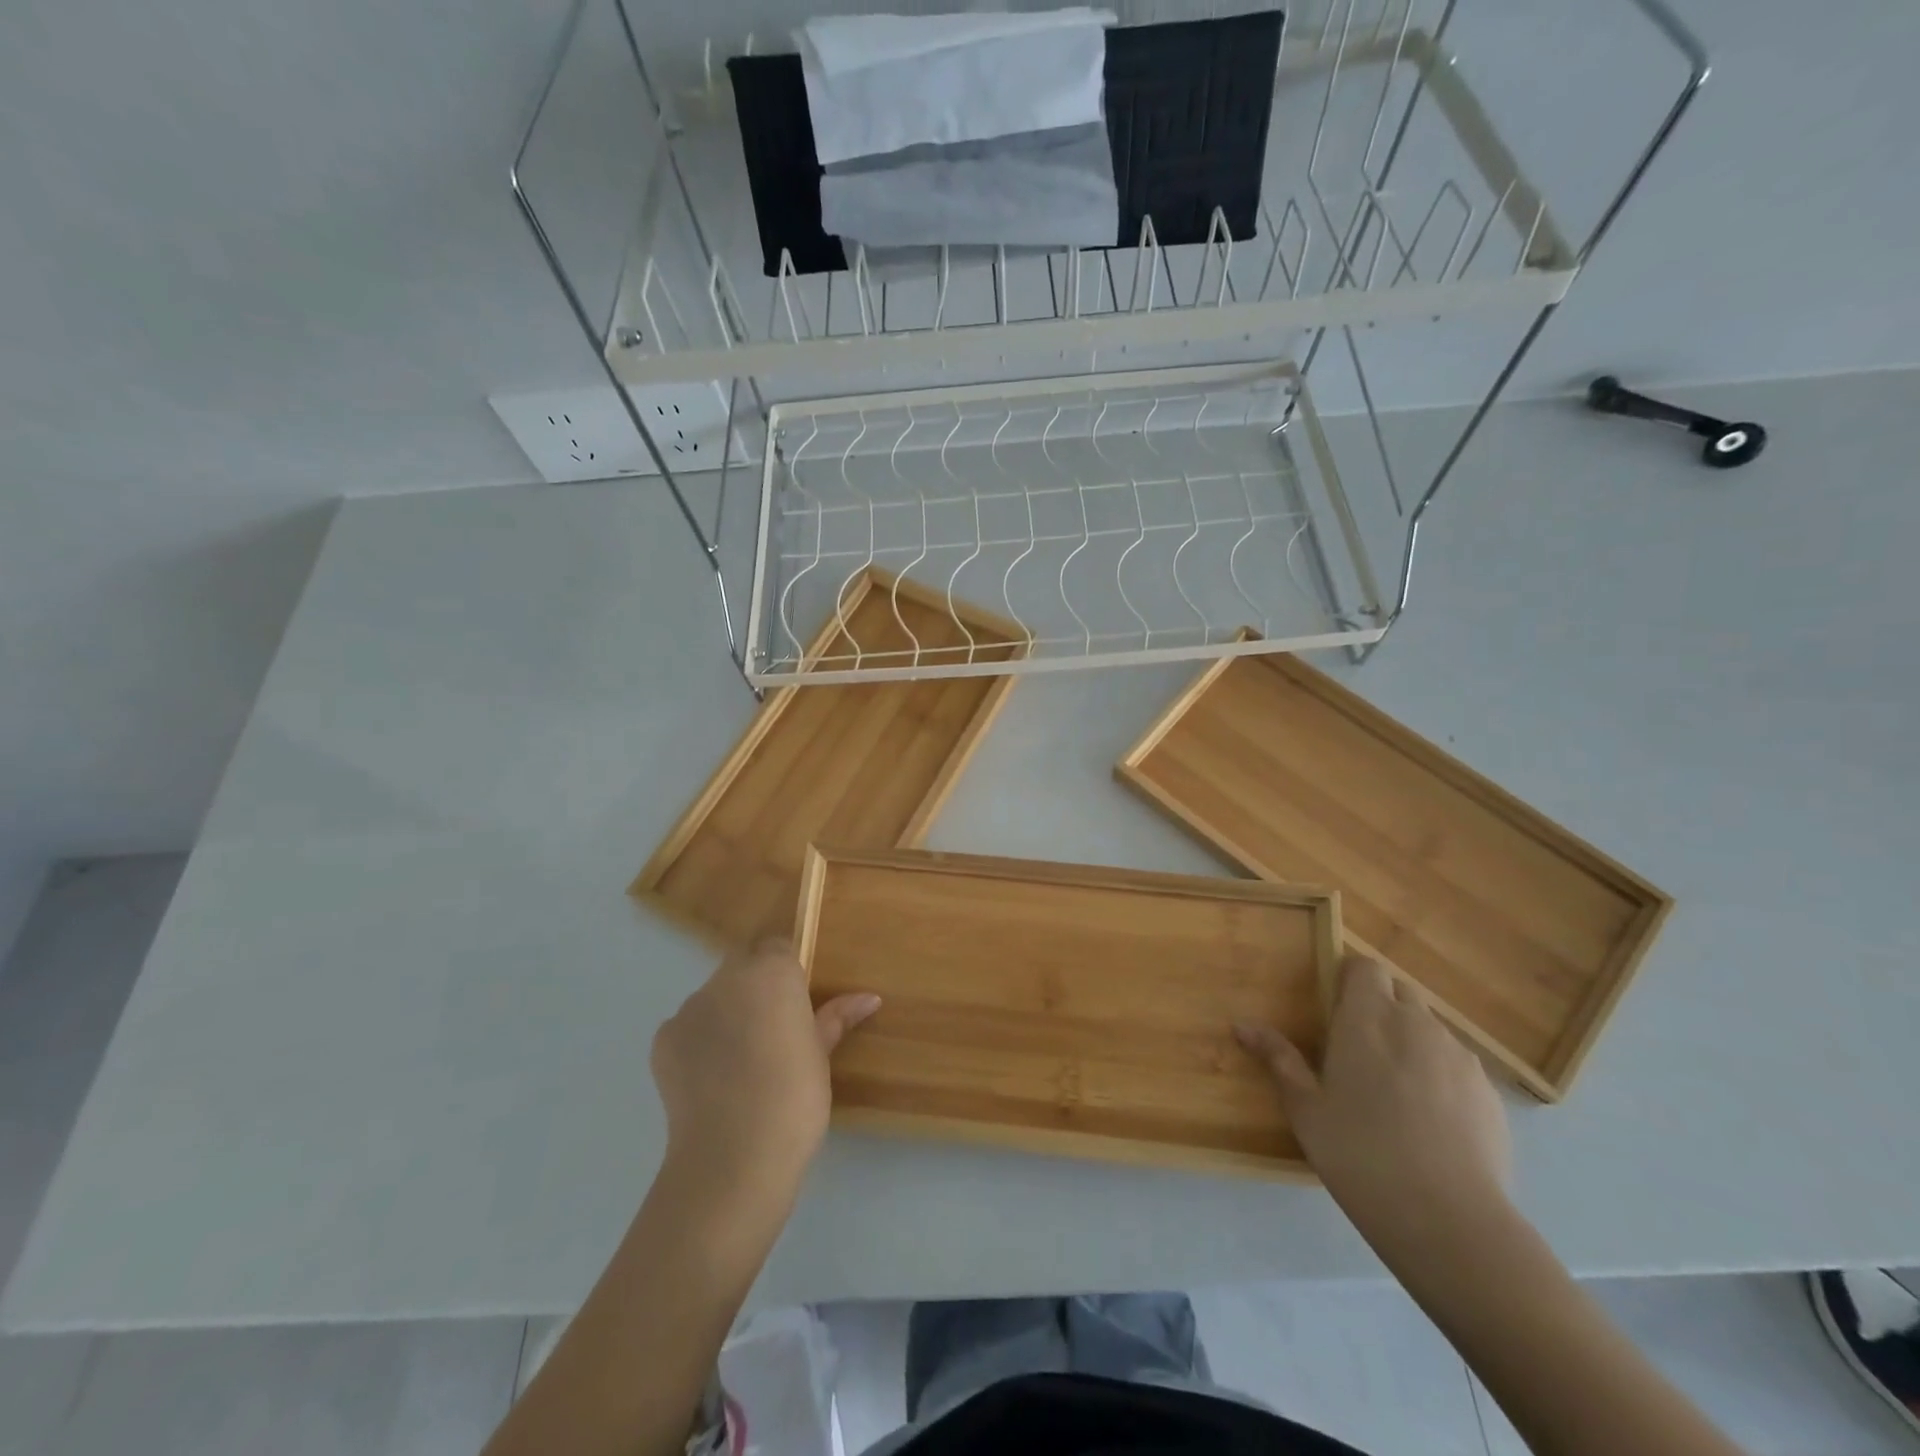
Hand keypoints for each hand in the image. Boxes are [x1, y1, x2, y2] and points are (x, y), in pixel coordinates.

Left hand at [650, 940, 878, 1214]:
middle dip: (755, 989)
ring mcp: (690, 1007)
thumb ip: (837, 1018)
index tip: (795, 1007)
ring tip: (742, 1064)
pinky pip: (688, 1028)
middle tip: (773, 1033)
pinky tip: (713, 1080)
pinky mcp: (663, 1039)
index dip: (786, 975)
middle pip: (742, 967)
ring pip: (713, 998)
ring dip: (727, 1015)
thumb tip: (870, 998)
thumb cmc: (794, 1098)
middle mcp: (728, 978)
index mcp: (772, 972)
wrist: (733, 1157)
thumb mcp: (821, 1056)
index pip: (777, 949)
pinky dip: (700, 1043)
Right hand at [1236, 956, 1511, 1249]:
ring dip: (1410, 1041)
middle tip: (1357, 1048)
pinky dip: (1440, 1076)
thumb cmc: (1360, 1154)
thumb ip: (1278, 1059)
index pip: (1365, 967)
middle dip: (1379, 1006)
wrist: (1451, 1221)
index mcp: (1368, 1019)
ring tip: (1394, 1089)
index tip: (1334, 1007)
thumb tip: (1242, 1026)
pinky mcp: (1489, 1093)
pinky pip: (1457, 1066)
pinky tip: (1430, 1122)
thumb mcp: (1306, 1109)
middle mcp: (1416, 1024)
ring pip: (1430, 1029)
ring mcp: (1459, 1057)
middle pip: (1399, 992)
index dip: (1350, 978)